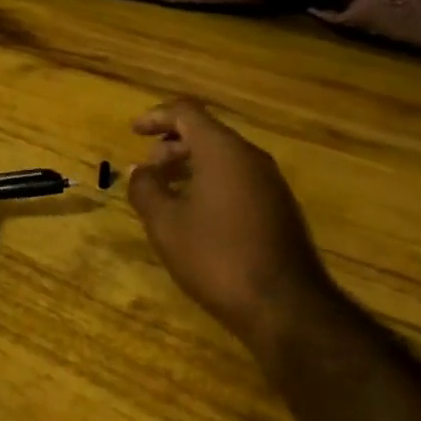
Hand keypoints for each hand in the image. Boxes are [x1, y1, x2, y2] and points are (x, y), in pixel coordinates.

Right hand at [128, 98, 330, 355]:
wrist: (287, 308)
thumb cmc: (217, 257)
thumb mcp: (166, 224)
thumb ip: (146, 189)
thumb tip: (138, 170)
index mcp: (223, 150)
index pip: (187, 112)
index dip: (157, 116)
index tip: (134, 131)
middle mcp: (251, 157)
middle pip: (207, 133)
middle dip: (172, 145)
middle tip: (148, 169)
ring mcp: (271, 183)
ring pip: (224, 158)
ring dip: (191, 166)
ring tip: (166, 193)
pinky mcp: (280, 208)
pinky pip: (238, 179)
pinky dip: (211, 183)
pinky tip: (196, 215)